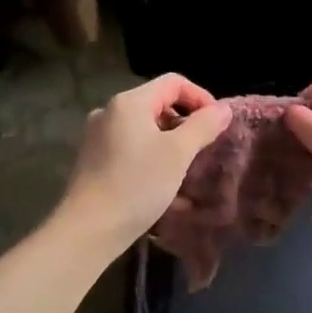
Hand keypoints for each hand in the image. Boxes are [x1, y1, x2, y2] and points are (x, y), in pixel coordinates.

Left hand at [58, 74, 231, 251]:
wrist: (88, 229)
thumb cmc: (137, 184)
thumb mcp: (178, 154)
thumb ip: (203, 126)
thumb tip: (222, 109)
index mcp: (129, 103)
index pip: (173, 83)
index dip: (200, 97)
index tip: (217, 124)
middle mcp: (110, 113)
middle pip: (157, 105)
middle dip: (186, 124)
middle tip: (205, 150)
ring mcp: (98, 138)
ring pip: (145, 132)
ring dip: (171, 146)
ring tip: (188, 172)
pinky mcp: (94, 163)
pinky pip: (132, 152)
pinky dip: (152, 162)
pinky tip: (167, 191)